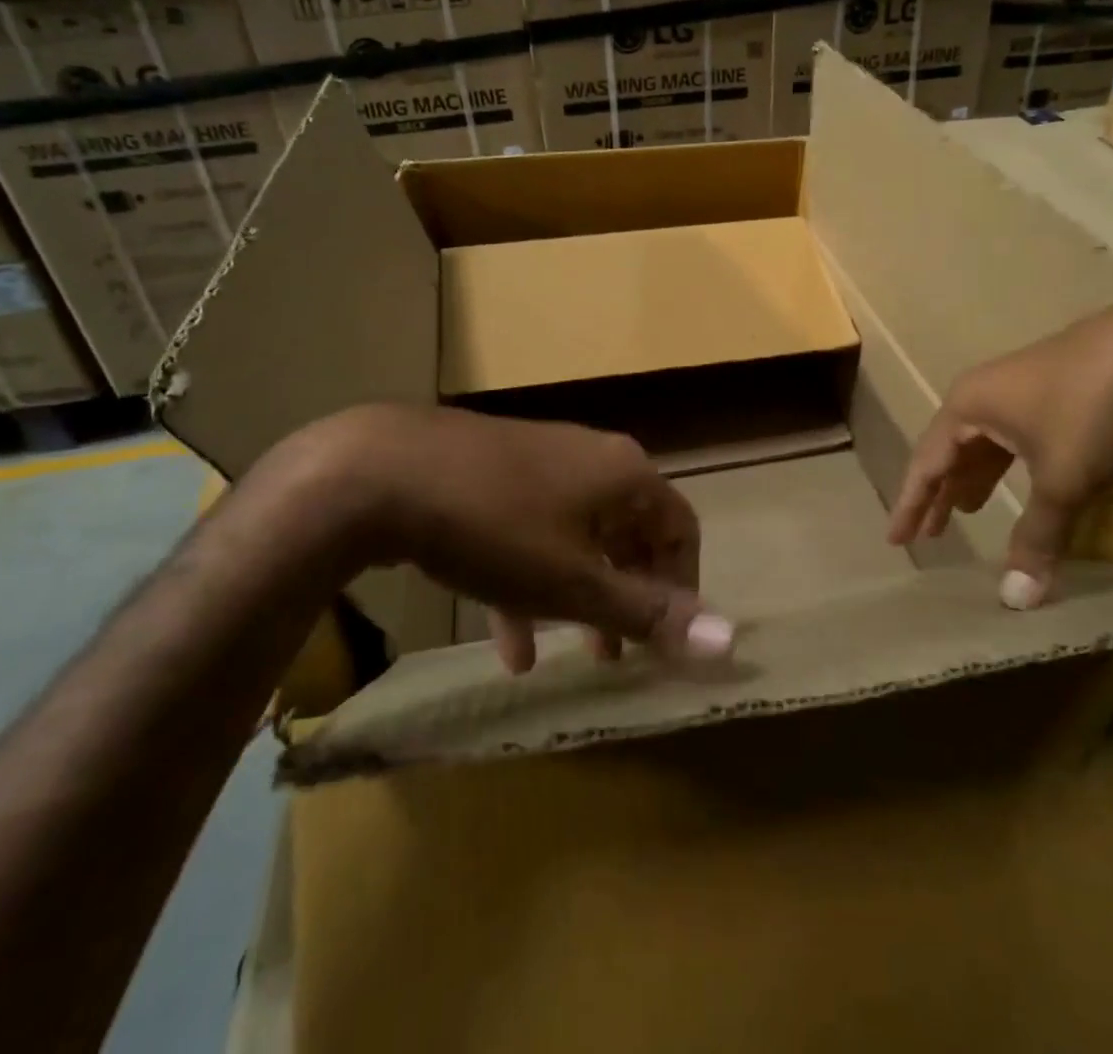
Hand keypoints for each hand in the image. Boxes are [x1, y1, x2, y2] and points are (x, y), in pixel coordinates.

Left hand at [279, 404, 732, 672]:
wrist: (381, 472)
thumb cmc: (496, 527)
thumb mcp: (574, 582)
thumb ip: (648, 612)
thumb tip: (731, 640)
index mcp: (624, 473)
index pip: (679, 528)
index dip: (681, 587)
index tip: (664, 639)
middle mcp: (591, 458)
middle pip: (629, 532)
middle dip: (628, 596)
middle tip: (621, 654)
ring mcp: (539, 462)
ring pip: (578, 538)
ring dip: (580, 597)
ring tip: (577, 655)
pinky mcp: (494, 474)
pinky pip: (530, 533)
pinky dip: (530, 583)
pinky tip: (510, 642)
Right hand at [887, 285, 1112, 607]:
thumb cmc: (1092, 409)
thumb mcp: (1062, 479)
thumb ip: (1037, 537)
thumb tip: (1016, 601)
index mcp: (969, 406)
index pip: (927, 463)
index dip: (912, 504)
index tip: (896, 540)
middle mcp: (986, 393)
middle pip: (952, 451)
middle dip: (941, 493)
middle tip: (930, 534)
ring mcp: (1024, 387)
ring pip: (988, 443)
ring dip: (977, 478)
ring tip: (968, 511)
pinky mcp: (1060, 389)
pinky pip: (1019, 437)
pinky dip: (1012, 467)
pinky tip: (1025, 483)